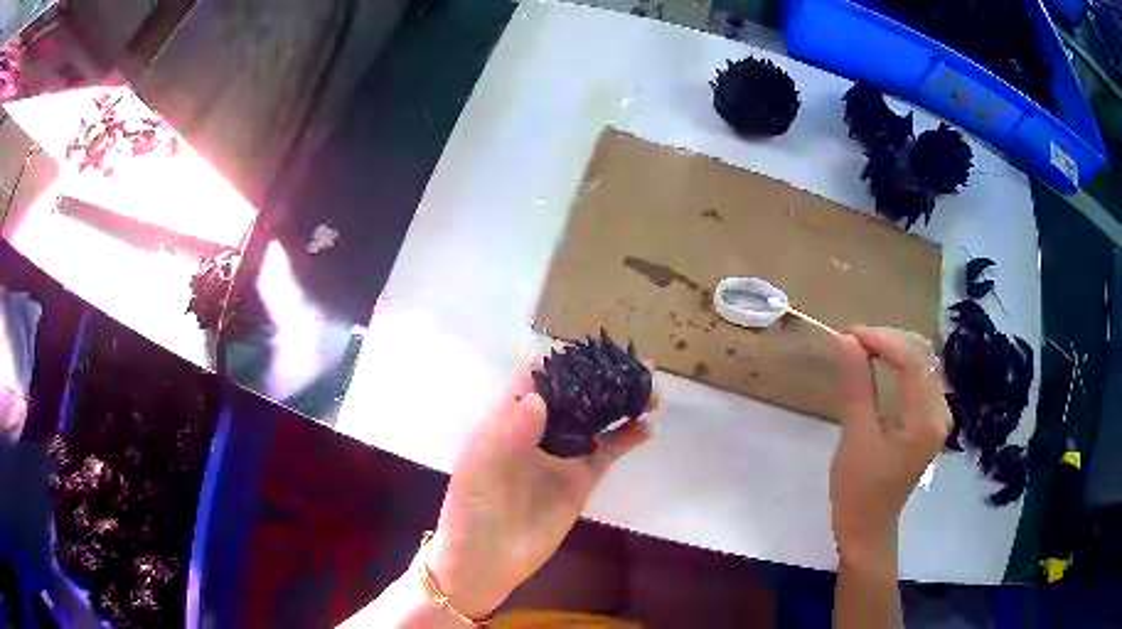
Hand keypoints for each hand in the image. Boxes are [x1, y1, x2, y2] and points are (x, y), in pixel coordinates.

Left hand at [426, 357, 652, 618]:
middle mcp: (538, 431)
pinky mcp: (581, 480)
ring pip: (596, 418)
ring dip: (621, 401)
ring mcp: (562, 455)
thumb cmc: (470, 512)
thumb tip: (540, 398)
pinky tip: (649, 427)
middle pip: (574, 393)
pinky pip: (608, 452)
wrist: (484, 562)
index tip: (595, 349)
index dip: (564, 361)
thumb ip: (507, 435)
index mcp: (507, 420)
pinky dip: (629, 437)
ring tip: (651, 387)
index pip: (537, 379)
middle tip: (635, 364)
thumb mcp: (479, 471)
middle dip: (602, 377)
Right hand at [830, 327, 949, 561]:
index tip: (850, 334)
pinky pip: (922, 378)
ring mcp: (940, 416)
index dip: (883, 340)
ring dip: (896, 349)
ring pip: (924, 363)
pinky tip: (882, 364)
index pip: (913, 362)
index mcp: (926, 422)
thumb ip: (856, 384)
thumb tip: (847, 340)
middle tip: (854, 341)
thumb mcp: (855, 435)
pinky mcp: (932, 420)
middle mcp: (941, 413)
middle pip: (923, 357)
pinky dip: (902, 364)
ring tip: (864, 349)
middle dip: (890, 340)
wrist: (868, 527)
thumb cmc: (858, 489)